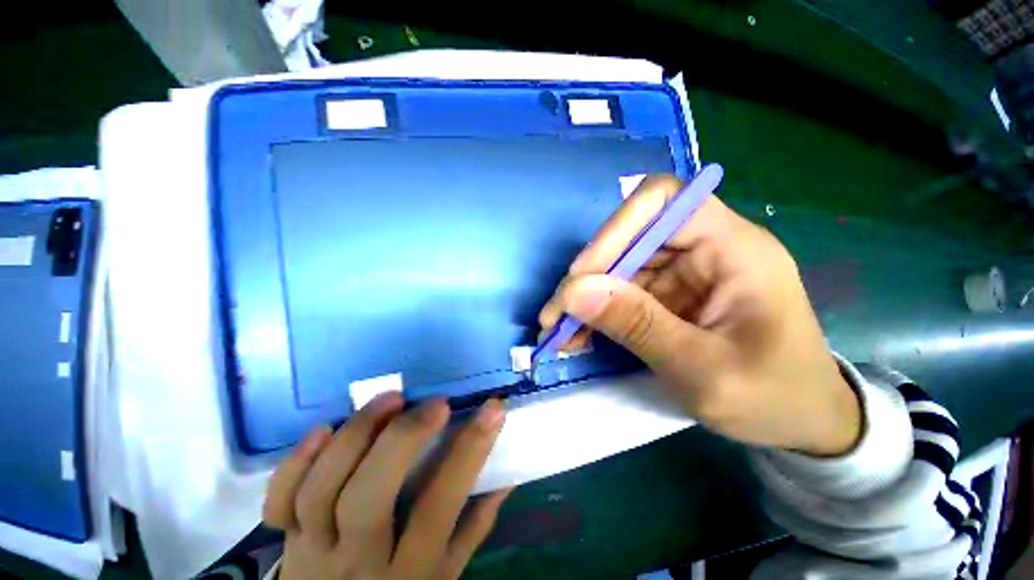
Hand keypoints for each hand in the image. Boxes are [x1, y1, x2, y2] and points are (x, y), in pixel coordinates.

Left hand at [263, 395, 510, 578]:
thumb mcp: (445, 574)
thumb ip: (474, 525)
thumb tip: (506, 473)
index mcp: (407, 572)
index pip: (439, 506)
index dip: (469, 451)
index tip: (493, 408)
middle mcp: (356, 561)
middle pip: (369, 497)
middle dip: (404, 439)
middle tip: (435, 403)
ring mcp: (312, 548)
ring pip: (322, 489)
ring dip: (356, 435)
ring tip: (391, 399)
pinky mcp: (284, 538)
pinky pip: (279, 500)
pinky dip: (295, 462)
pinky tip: (323, 428)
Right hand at [539, 175, 861, 456]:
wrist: (801, 421)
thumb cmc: (773, 398)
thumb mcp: (704, 370)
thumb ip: (637, 325)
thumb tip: (573, 292)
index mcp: (733, 248)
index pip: (663, 201)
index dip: (616, 229)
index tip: (583, 276)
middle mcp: (703, 249)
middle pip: (628, 238)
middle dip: (587, 277)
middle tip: (556, 316)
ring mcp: (682, 272)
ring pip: (616, 268)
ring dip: (584, 299)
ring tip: (561, 333)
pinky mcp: (666, 295)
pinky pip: (619, 292)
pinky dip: (594, 313)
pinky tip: (578, 336)